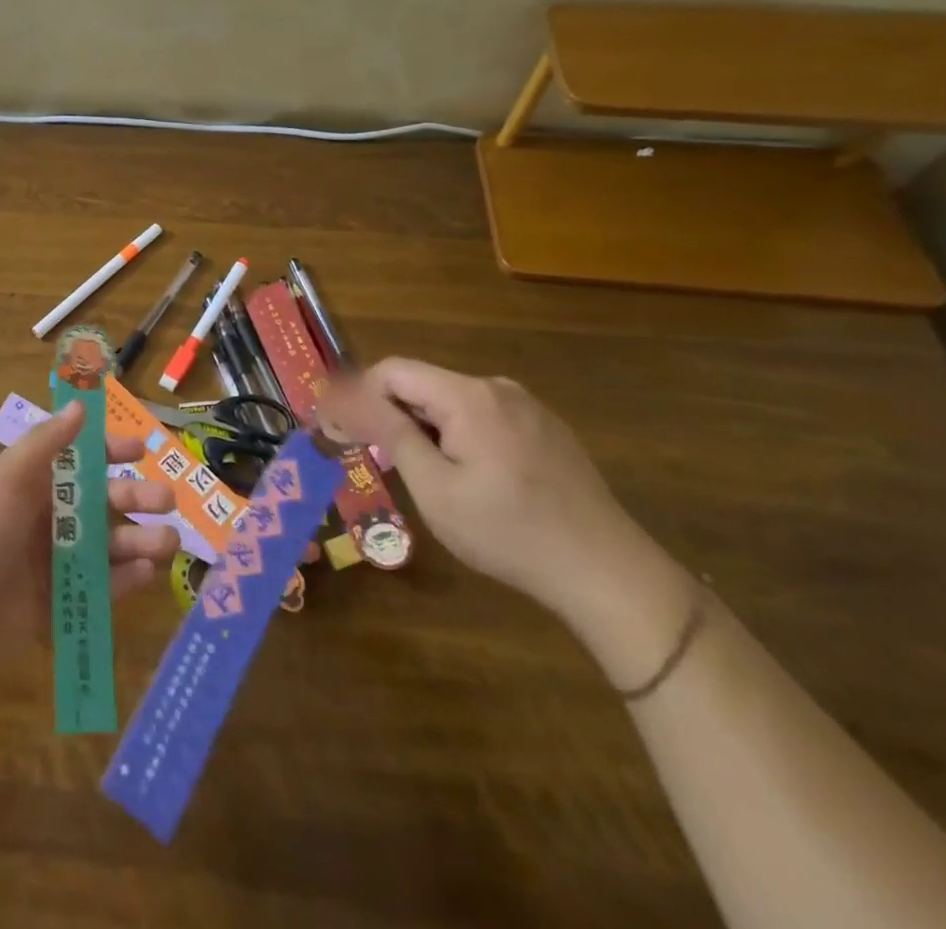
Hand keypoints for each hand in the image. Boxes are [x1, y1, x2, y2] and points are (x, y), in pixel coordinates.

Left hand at [0, 401, 179, 671]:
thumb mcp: (9, 476)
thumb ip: (47, 441)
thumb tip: (81, 403)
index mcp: (34, 485)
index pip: (80, 461)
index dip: (110, 453)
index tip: (141, 451)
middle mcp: (48, 519)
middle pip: (102, 504)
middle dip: (136, 498)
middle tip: (167, 501)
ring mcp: (55, 563)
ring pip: (108, 546)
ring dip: (139, 540)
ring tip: (168, 543)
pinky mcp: (59, 603)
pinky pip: (100, 587)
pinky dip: (124, 579)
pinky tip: (147, 572)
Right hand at [319, 359, 662, 628]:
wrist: (608, 574)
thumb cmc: (508, 533)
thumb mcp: (435, 488)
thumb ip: (389, 433)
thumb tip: (344, 397)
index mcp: (468, 397)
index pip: (392, 371)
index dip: (358, 394)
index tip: (338, 429)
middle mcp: (497, 388)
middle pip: (423, 384)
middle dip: (390, 414)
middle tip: (372, 458)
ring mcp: (527, 408)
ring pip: (452, 403)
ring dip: (423, 427)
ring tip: (418, 475)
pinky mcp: (546, 430)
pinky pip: (483, 418)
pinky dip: (457, 436)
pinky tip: (466, 479)